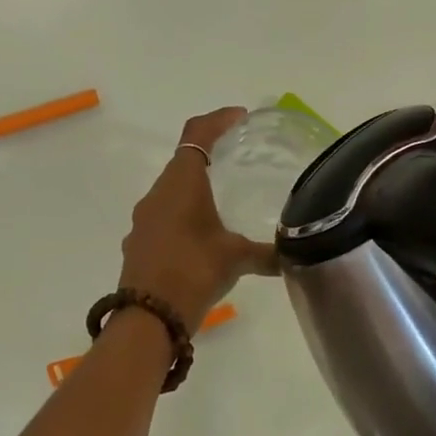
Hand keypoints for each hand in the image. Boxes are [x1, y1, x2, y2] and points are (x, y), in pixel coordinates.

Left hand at [118, 108, 278, 331]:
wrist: (149, 317)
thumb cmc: (193, 271)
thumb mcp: (237, 259)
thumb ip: (268, 254)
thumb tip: (295, 256)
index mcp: (181, 183)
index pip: (197, 134)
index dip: (218, 120)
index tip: (240, 118)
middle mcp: (157, 194)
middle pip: (183, 162)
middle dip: (210, 158)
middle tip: (239, 162)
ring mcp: (144, 220)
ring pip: (172, 193)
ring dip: (195, 191)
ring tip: (224, 204)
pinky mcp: (140, 244)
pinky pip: (164, 218)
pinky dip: (184, 218)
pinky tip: (202, 241)